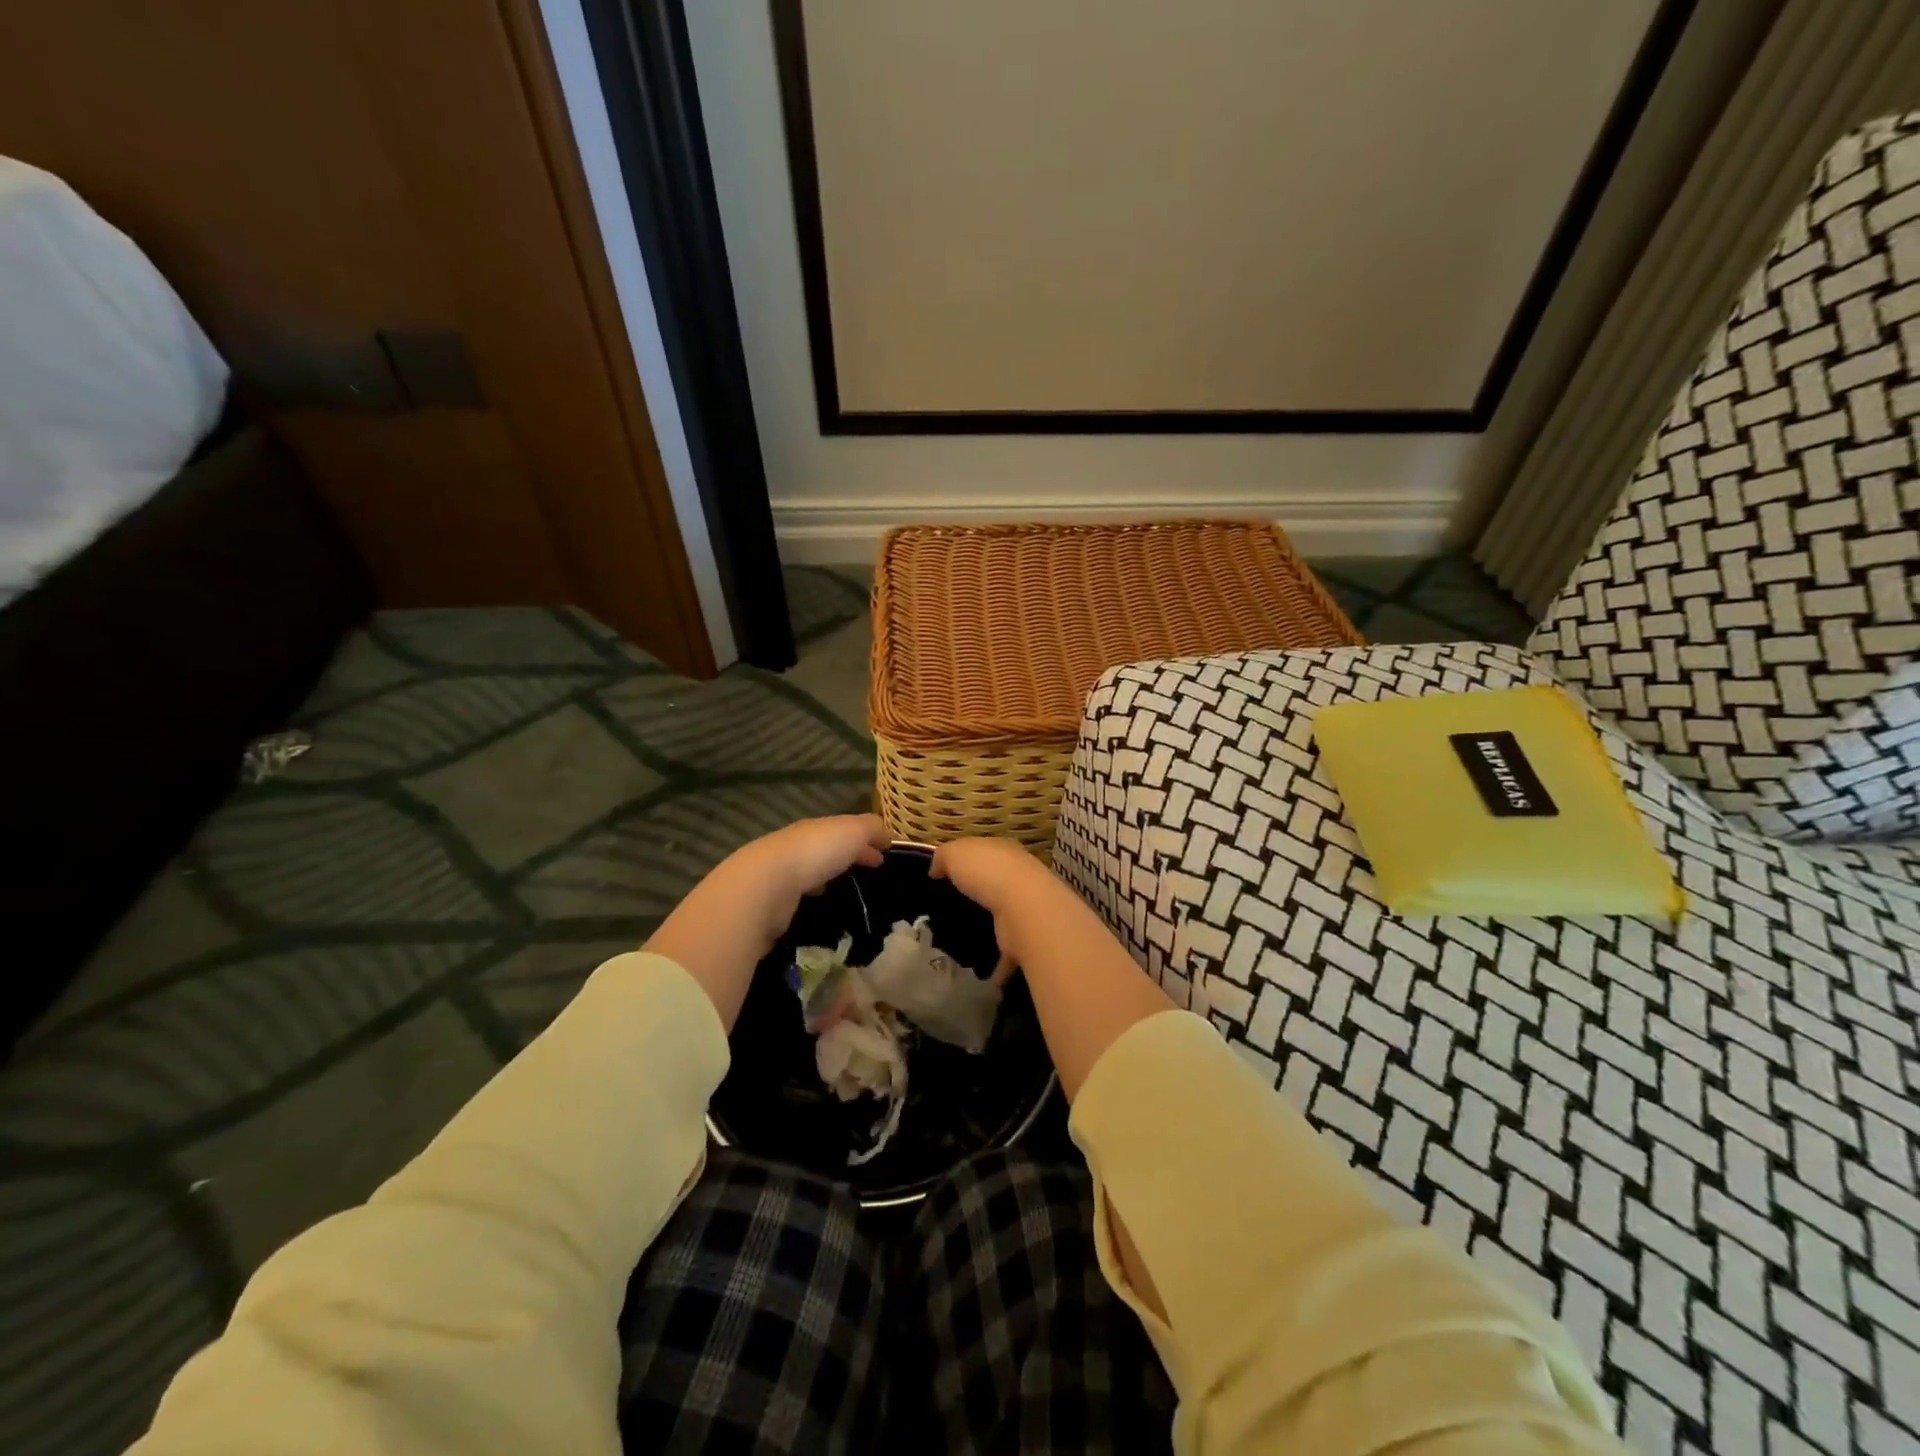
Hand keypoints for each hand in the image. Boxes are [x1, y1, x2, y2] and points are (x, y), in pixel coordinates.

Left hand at [741, 813, 892, 903]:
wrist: (766, 885)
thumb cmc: (815, 853)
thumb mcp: (853, 831)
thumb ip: (872, 829)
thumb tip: (888, 835)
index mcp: (816, 827)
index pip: (845, 829)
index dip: (867, 840)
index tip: (884, 855)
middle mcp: (797, 844)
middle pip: (827, 847)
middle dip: (848, 855)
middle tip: (870, 871)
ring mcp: (781, 871)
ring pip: (811, 869)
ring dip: (828, 874)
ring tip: (845, 889)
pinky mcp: (772, 898)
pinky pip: (798, 892)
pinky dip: (811, 893)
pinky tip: (818, 902)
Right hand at [930, 837, 1066, 962]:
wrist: (1023, 908)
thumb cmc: (986, 872)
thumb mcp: (954, 853)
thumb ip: (943, 858)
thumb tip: (936, 869)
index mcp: (1003, 852)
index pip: (985, 852)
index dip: (968, 860)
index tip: (947, 876)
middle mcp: (1019, 877)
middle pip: (997, 883)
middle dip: (981, 893)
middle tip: (954, 908)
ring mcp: (1025, 909)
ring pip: (1004, 917)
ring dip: (991, 927)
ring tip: (965, 940)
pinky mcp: (1026, 939)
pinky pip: (1008, 954)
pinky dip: (997, 966)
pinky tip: (982, 976)